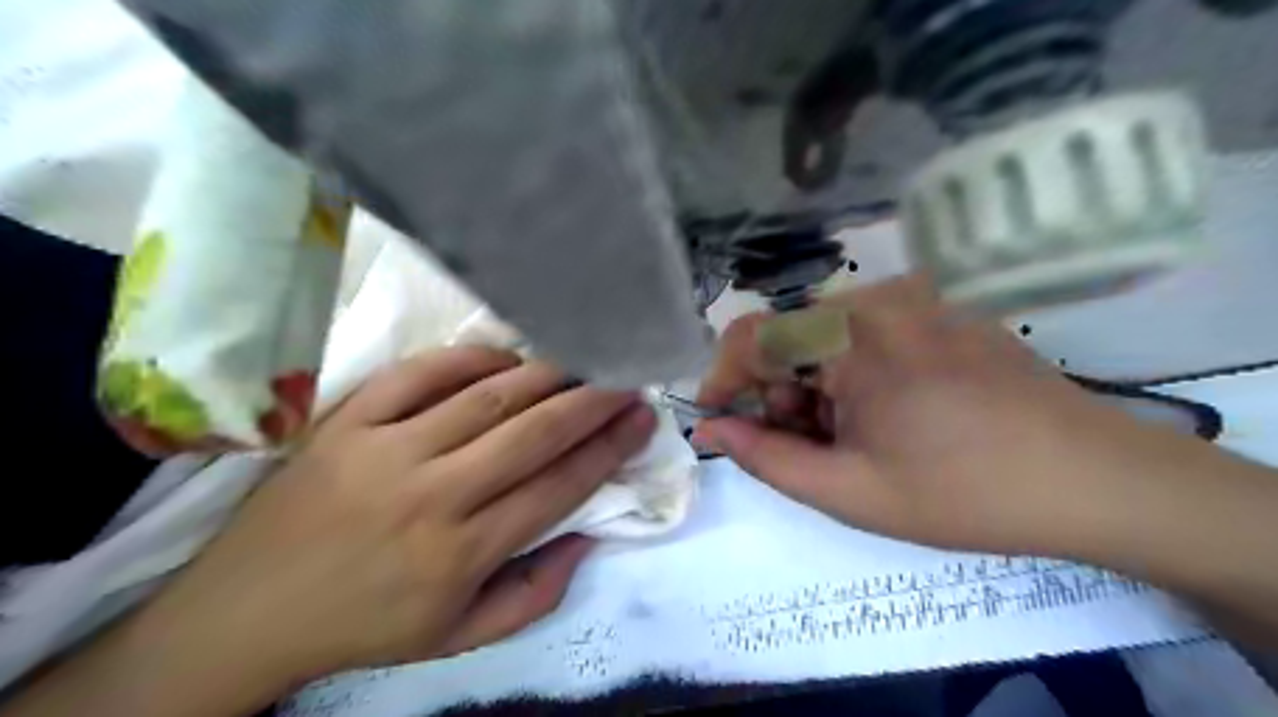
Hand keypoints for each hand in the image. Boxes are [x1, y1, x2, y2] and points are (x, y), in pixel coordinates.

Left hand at [128, 351, 653, 695]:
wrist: (245, 611)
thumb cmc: (365, 624)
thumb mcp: (459, 637)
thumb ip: (536, 594)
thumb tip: (587, 536)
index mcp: (461, 553)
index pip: (558, 487)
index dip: (608, 448)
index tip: (641, 419)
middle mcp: (432, 496)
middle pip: (533, 433)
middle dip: (592, 400)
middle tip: (626, 377)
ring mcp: (385, 450)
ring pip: (487, 397)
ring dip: (546, 374)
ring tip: (582, 360)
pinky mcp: (347, 421)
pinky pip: (421, 373)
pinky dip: (471, 357)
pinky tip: (506, 356)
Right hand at [697, 274, 1188, 554]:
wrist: (1094, 479)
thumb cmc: (964, 492)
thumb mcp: (849, 490)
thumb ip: (765, 457)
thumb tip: (711, 430)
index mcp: (852, 335)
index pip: (752, 335)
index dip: (724, 378)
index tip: (719, 419)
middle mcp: (879, 298)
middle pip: (790, 336)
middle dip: (777, 390)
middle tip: (803, 444)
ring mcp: (916, 298)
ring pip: (826, 335)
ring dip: (815, 383)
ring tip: (849, 435)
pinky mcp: (940, 308)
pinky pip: (868, 331)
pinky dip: (852, 371)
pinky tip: (885, 412)